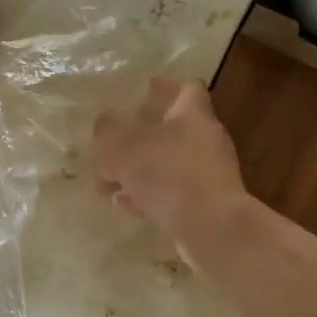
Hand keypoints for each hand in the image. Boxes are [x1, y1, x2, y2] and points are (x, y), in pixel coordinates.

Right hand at [94, 78, 250, 254]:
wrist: (211, 229)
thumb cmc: (168, 175)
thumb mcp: (125, 146)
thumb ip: (109, 130)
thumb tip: (105, 122)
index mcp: (193, 115)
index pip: (187, 89)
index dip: (164, 87)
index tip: (143, 91)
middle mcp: (206, 140)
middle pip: (173, 129)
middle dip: (140, 136)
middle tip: (112, 142)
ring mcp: (208, 175)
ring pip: (167, 165)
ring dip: (138, 171)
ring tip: (107, 180)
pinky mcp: (205, 205)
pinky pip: (171, 194)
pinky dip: (147, 195)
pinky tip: (123, 205)